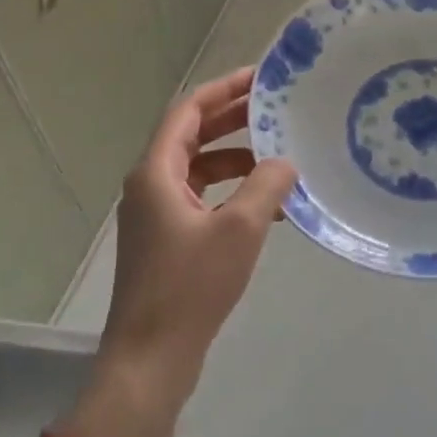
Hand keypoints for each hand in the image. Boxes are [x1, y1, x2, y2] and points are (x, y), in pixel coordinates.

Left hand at [98, 68, 297, 416]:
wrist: (151, 360)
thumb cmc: (191, 287)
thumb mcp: (240, 229)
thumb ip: (267, 186)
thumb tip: (285, 162)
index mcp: (155, 172)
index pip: (189, 111)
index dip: (224, 89)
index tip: (260, 77)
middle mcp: (150, 185)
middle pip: (193, 136)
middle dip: (234, 119)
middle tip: (276, 108)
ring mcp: (157, 214)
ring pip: (200, 168)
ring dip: (237, 159)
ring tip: (280, 157)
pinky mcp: (167, 240)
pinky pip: (202, 198)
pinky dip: (232, 192)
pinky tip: (269, 206)